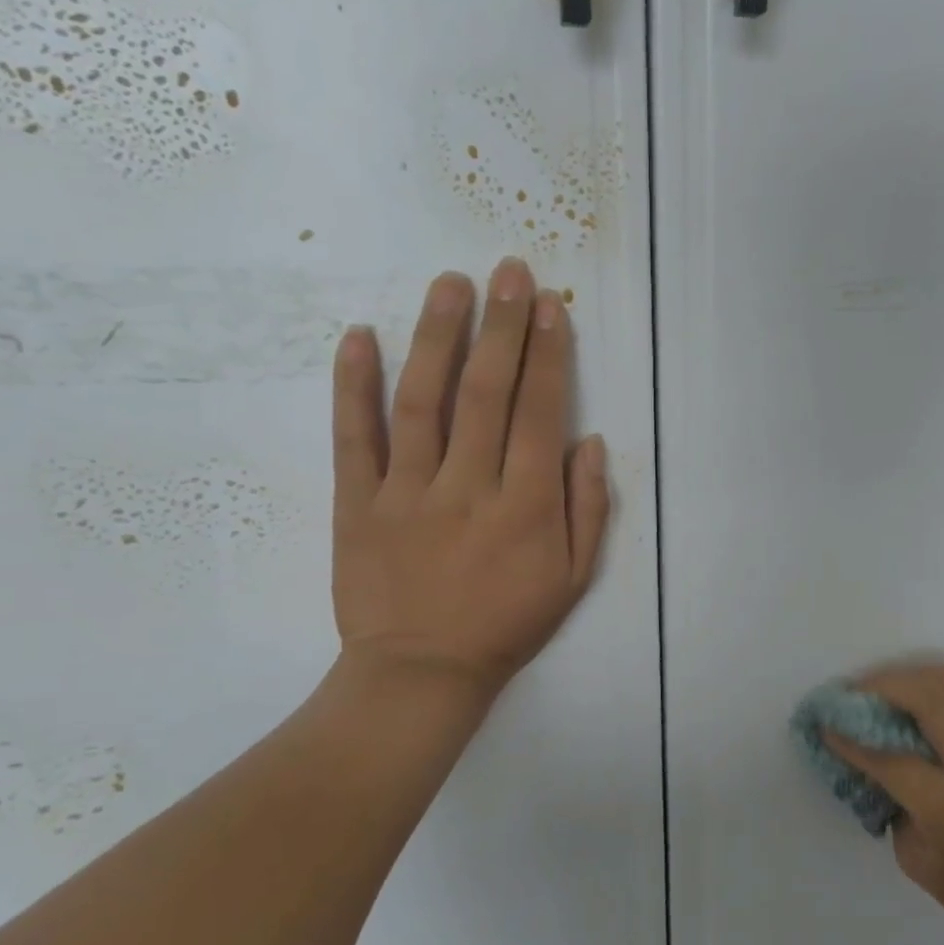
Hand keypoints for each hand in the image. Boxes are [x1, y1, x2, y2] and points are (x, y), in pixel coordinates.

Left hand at [328, 258, 610, 713]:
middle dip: (502, 326)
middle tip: (508, 271)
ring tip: (450, 283)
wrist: (421, 673)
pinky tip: (359, 336)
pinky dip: (353, 386)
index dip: (547, 354)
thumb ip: (588, 508)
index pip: (540, 413)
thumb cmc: (506, 624)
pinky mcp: (357, 504)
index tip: (548, 305)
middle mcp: (469, 487)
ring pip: (423, 401)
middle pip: (487, 393)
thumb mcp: (572, 578)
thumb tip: (590, 441)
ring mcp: (407, 493)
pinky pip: (354, 439)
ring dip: (438, 337)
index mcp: (525, 506)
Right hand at [824, 664, 943, 944]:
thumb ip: (893, 802)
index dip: (851, 737)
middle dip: (881, 686)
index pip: (891, 757)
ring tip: (887, 688)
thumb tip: (872, 757)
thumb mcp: (919, 862)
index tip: (825, 722)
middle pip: (928, 697)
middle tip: (853, 692)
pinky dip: (941, 685)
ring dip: (913, 676)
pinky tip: (921, 698)